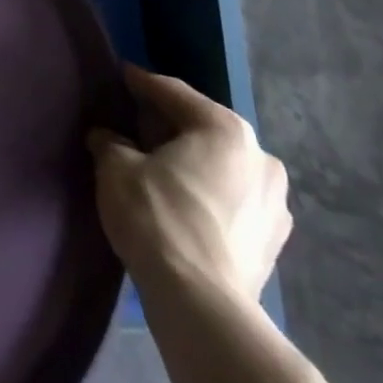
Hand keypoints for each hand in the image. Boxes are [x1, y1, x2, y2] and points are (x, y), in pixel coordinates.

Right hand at [88, 64, 289, 302]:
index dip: (142, 83)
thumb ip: (110, 142)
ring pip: (222, 167)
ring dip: (192, 163)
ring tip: (159, 169)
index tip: (122, 76)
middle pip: (203, 129)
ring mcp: (275, 204)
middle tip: (135, 126)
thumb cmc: (157, 217)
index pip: (173, 93)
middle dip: (169, 127)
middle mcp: (260, 158)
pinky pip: (232, 202)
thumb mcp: (116, 167)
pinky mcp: (274, 243)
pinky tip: (183, 205)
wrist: (202, 306)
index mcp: (225, 129)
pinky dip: (208, 196)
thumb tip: (107, 138)